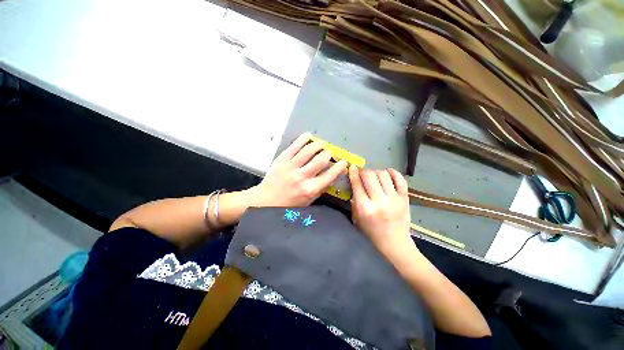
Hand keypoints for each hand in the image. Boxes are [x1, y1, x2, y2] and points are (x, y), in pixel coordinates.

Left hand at [250, 133, 346, 206]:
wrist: (267, 200)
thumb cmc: (289, 203)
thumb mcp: (308, 200)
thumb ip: (321, 188)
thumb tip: (332, 175)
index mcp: (310, 189)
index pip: (330, 175)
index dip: (339, 166)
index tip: (343, 162)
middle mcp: (302, 177)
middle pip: (321, 159)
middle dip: (328, 154)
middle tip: (329, 153)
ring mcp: (291, 167)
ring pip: (309, 150)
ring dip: (318, 145)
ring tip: (322, 144)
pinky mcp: (282, 160)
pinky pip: (294, 146)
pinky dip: (303, 139)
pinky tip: (309, 135)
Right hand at [349, 166, 412, 252]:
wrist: (394, 243)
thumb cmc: (372, 232)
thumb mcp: (356, 219)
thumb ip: (353, 202)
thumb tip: (355, 185)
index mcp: (365, 208)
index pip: (357, 184)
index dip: (353, 173)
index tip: (352, 167)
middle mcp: (379, 201)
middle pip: (370, 176)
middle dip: (364, 172)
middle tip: (363, 174)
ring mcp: (394, 199)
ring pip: (384, 174)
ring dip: (377, 172)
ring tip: (375, 176)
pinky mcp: (405, 199)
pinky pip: (400, 180)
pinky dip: (394, 173)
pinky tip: (388, 172)